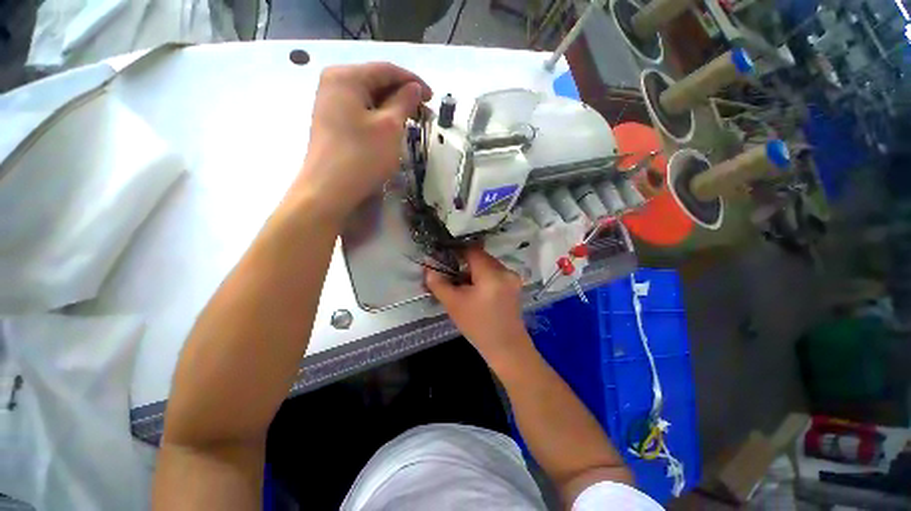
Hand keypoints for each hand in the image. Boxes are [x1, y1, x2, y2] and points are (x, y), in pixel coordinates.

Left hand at [289, 63, 432, 221]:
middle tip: (424, 114)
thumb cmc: (362, 156)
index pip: (387, 70)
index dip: (413, 81)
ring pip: (370, 99)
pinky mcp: (332, 123)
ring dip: (393, 109)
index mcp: (346, 77)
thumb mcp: (390, 127)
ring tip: (412, 123)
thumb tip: (415, 88)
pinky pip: (362, 113)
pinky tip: (392, 130)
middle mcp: (334, 83)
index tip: (433, 98)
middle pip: (376, 82)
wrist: (329, 191)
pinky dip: (380, 119)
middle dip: (403, 96)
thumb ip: (404, 102)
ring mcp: (331, 104)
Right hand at [425, 247, 532, 362]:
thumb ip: (439, 283)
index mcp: (491, 274)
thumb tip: (428, 266)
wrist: (506, 348)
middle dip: (464, 261)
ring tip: (461, 282)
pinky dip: (483, 275)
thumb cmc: (478, 327)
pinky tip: (475, 288)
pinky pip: (495, 272)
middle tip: (450, 271)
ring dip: (474, 268)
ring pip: (488, 264)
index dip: (456, 250)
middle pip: (481, 256)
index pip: (472, 250)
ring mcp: (512, 277)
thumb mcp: (453, 304)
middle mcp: (505, 270)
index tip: (443, 256)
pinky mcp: (514, 285)